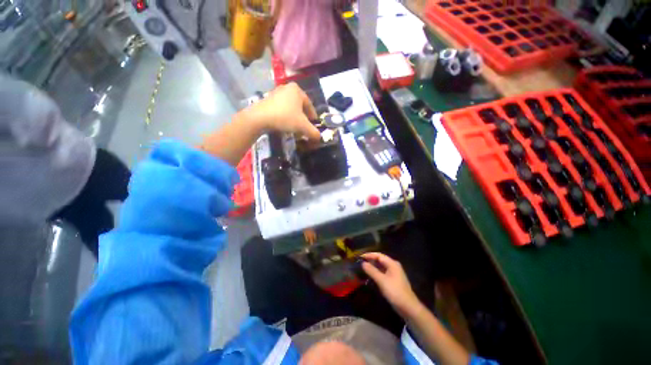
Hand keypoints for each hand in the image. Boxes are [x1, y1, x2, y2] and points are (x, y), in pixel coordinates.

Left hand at [242, 82, 320, 140]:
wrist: (259, 118)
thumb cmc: (285, 118)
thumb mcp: (302, 126)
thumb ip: (313, 132)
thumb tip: (319, 137)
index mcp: (297, 90)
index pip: (309, 105)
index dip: (313, 116)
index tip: (314, 125)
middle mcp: (287, 88)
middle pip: (299, 106)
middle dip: (303, 118)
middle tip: (305, 127)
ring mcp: (276, 93)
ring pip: (290, 108)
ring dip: (294, 118)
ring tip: (295, 128)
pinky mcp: (267, 100)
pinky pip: (281, 109)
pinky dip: (285, 117)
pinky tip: (284, 125)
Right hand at [361, 252, 420, 315]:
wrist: (408, 307)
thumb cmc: (395, 292)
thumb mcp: (382, 281)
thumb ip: (372, 271)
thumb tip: (363, 263)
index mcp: (392, 263)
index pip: (379, 255)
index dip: (369, 255)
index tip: (360, 257)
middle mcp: (393, 266)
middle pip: (380, 260)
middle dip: (370, 260)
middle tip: (360, 262)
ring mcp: (393, 273)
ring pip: (381, 267)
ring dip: (372, 267)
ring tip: (363, 268)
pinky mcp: (393, 280)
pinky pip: (382, 273)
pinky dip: (376, 272)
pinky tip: (370, 276)